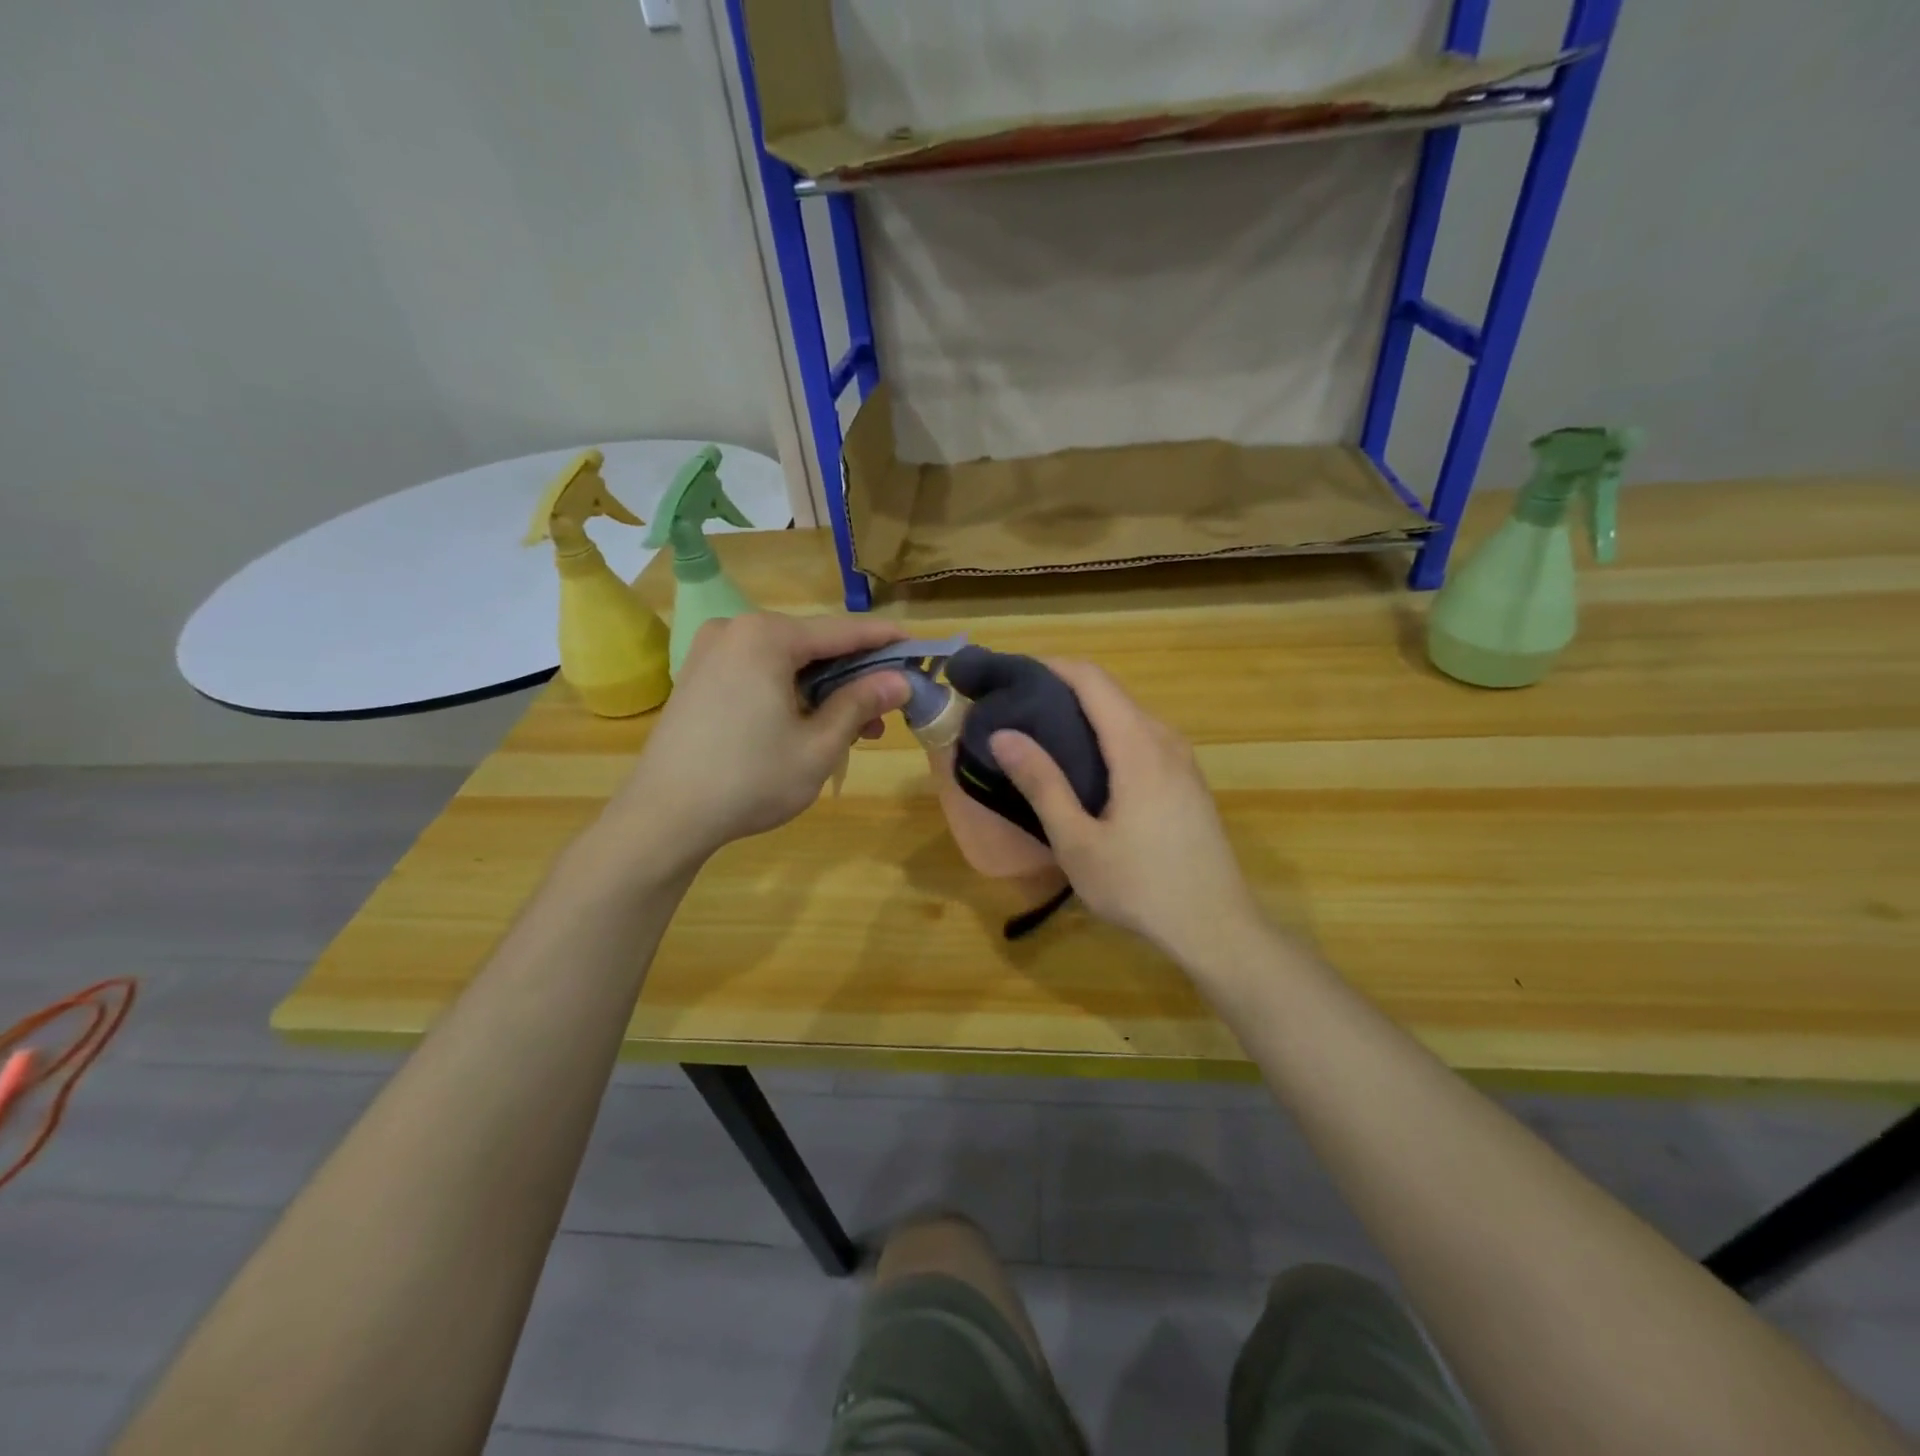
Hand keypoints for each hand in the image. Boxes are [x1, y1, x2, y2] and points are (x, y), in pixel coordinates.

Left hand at [607, 612, 909, 871]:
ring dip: (825, 689)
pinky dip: (791, 692)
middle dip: (854, 674)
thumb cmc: (749, 779)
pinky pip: (760, 672)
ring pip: (787, 661)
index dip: (885, 640)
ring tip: (856, 728)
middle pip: (813, 644)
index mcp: (766, 637)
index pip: (842, 631)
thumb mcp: (818, 745)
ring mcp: (712, 652)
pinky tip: (811, 723)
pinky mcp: (699, 676)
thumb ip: (860, 704)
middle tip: (889, 707)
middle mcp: (737, 630)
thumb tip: (900, 681)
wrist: (664, 816)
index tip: (919, 646)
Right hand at [988, 661, 1260, 962]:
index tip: (1014, 674)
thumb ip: (1042, 783)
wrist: (1217, 928)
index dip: (1052, 667)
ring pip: (1129, 716)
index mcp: (1138, 746)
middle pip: (1112, 693)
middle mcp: (1165, 740)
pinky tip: (1087, 766)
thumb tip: (1003, 734)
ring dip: (1088, 714)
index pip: (1093, 680)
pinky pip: (1144, 738)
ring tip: (1044, 735)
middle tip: (1019, 708)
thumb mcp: (1078, 841)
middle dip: (1064, 689)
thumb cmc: (1141, 886)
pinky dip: (1109, 736)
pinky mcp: (1188, 782)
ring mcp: (1183, 761)